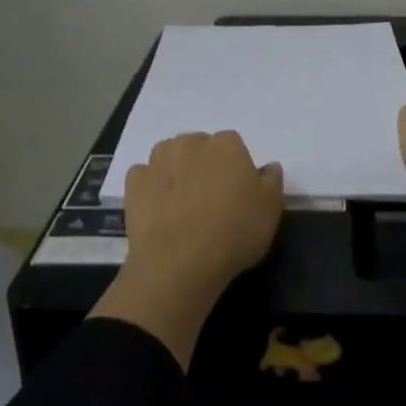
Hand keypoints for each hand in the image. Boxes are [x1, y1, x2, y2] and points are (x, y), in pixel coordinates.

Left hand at [122, 131, 283, 300]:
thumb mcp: (271, 210)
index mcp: (227, 145)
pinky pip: (144, 176)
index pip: (233, 145)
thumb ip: (272, 182)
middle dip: (203, 165)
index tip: (237, 192)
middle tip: (210, 198)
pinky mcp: (134, 183)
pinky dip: (150, 186)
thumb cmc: (235, 232)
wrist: (181, 262)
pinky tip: (159, 208)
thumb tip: (269, 167)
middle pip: (199, 147)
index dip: (235, 168)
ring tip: (183, 202)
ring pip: (170, 156)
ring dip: (176, 170)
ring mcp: (158, 161)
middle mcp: (190, 143)